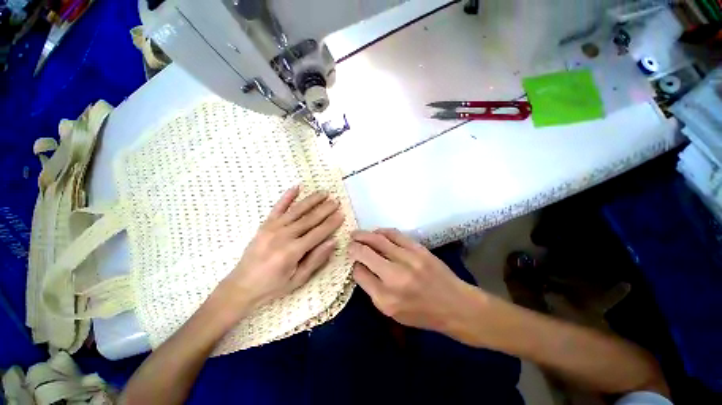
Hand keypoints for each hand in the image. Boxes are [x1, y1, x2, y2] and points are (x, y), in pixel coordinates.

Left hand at [220, 186, 344, 312]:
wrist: (241, 286)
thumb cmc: (273, 286)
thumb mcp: (298, 279)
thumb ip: (316, 259)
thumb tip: (333, 242)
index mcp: (292, 251)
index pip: (318, 233)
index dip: (331, 223)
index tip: (342, 214)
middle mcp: (283, 235)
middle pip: (309, 219)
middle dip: (325, 209)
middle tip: (336, 201)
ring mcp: (272, 228)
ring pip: (297, 210)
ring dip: (312, 200)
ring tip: (324, 192)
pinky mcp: (265, 225)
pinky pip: (277, 207)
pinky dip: (287, 196)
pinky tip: (296, 187)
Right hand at [348, 229, 479, 332]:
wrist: (455, 305)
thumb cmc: (422, 314)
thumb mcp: (392, 312)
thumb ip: (373, 290)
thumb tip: (360, 267)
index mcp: (385, 298)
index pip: (360, 273)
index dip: (354, 265)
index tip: (354, 261)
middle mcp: (394, 277)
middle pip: (365, 253)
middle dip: (354, 245)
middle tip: (349, 241)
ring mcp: (408, 260)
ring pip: (378, 240)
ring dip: (365, 235)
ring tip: (358, 234)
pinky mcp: (418, 249)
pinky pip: (395, 234)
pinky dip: (382, 231)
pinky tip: (377, 232)